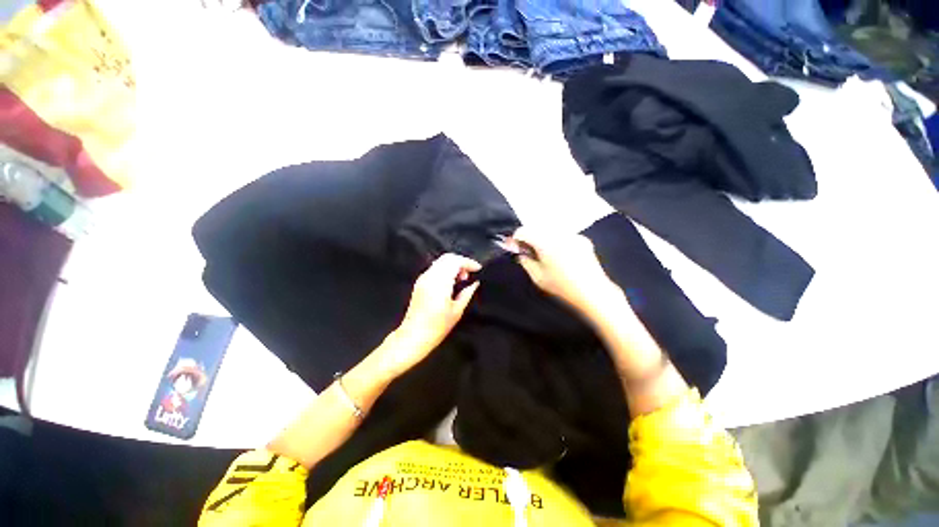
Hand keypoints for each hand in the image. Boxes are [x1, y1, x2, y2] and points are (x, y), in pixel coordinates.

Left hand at [384, 253, 480, 373]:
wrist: (413, 336)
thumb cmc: (437, 326)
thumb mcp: (457, 311)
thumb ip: (467, 293)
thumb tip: (475, 283)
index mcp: (440, 282)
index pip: (455, 261)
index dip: (468, 262)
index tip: (478, 269)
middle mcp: (430, 276)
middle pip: (447, 258)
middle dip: (461, 262)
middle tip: (469, 275)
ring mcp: (423, 278)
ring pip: (440, 262)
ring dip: (453, 265)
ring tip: (461, 279)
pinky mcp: (419, 283)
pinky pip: (435, 269)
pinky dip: (445, 270)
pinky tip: (450, 283)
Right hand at [512, 227, 620, 316]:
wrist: (592, 291)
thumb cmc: (562, 286)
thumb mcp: (537, 277)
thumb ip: (525, 262)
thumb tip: (521, 253)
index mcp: (546, 243)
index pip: (524, 230)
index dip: (517, 238)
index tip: (515, 246)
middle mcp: (559, 234)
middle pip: (537, 227)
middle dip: (530, 237)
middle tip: (529, 251)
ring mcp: (572, 235)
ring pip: (551, 230)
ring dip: (543, 238)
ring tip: (545, 254)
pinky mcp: (582, 239)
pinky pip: (564, 235)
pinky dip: (557, 241)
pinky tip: (560, 255)